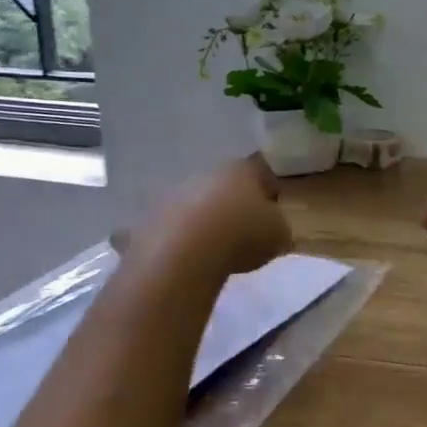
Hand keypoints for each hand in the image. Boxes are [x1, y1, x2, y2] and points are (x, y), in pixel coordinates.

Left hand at [121, 156, 292, 278]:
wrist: (186, 254)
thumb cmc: (243, 236)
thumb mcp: (280, 235)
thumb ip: (278, 227)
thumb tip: (272, 228)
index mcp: (241, 170)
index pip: (260, 172)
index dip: (269, 189)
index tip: (273, 208)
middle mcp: (205, 174)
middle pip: (222, 185)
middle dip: (230, 202)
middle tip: (241, 227)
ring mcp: (171, 195)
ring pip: (191, 203)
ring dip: (199, 217)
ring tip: (209, 244)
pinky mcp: (146, 219)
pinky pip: (164, 228)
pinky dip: (170, 238)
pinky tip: (179, 256)